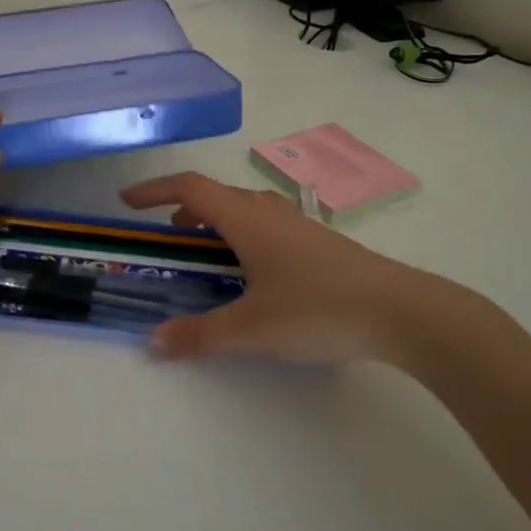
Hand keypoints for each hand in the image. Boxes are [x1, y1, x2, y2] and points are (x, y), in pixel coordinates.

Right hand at [120, 172, 503, 367]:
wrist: (402, 311)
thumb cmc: (318, 309)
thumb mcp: (252, 328)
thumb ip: (200, 335)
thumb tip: (154, 342)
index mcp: (247, 220)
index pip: (190, 188)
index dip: (155, 189)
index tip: (128, 201)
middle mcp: (271, 213)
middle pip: (218, 196)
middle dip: (185, 211)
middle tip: (169, 238)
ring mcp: (300, 227)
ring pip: (247, 211)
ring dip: (218, 223)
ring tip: (208, 255)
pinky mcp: (321, 245)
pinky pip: (269, 228)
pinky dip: (245, 238)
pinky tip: (255, 275)